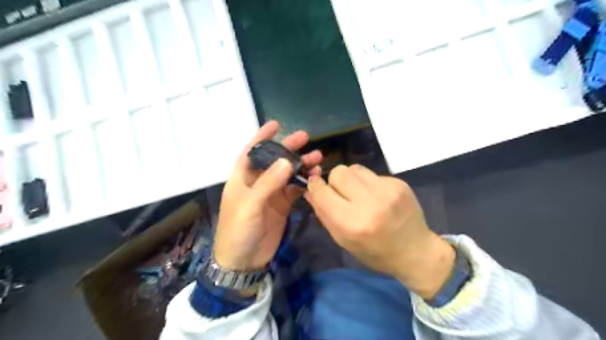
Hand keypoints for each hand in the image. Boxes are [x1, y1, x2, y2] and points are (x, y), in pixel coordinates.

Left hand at [213, 121, 321, 271]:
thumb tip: (287, 160)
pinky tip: (315, 177)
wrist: (244, 261)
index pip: (251, 151)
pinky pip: (294, 189)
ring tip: (317, 158)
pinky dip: (304, 182)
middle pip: (274, 160)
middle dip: (288, 148)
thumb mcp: (250, 205)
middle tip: (305, 138)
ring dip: (300, 165)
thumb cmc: (238, 230)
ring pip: (287, 173)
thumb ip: (268, 183)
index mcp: (242, 178)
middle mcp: (257, 182)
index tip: (276, 124)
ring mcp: (271, 194)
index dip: (262, 137)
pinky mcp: (282, 205)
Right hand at [308, 165, 453, 299]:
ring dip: (350, 179)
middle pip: (338, 172)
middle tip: (343, 195)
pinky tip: (376, 196)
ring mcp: (387, 190)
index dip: (315, 186)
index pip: (322, 192)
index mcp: (352, 224)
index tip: (316, 186)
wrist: (415, 251)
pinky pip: (371, 173)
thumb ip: (324, 214)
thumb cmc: (375, 252)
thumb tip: (310, 190)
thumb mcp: (344, 241)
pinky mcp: (398, 183)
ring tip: (359, 194)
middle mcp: (369, 203)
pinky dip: (367, 182)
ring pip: (353, 168)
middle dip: (334, 182)